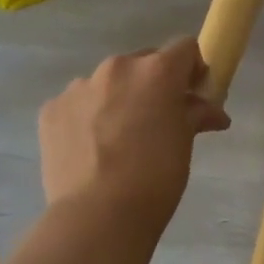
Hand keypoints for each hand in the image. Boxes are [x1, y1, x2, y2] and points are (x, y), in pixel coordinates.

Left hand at [39, 38, 229, 224]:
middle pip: (143, 63)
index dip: (193, 70)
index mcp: (156, 71)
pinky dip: (87, 119)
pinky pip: (77, 105)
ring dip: (117, 101)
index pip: (184, 48)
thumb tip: (212, 112)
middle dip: (153, 85)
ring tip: (118, 141)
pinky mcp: (51, 109)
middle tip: (156, 121)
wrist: (99, 214)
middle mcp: (116, 68)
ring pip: (106, 84)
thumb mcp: (184, 144)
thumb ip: (195, 115)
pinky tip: (91, 150)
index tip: (193, 96)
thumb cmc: (156, 178)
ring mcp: (79, 87)